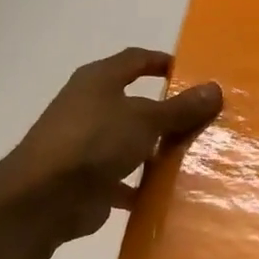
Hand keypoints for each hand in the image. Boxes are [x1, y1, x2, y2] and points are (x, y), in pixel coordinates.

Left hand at [0, 47, 221, 244]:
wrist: (43, 198)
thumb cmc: (94, 142)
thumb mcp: (145, 119)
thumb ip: (181, 107)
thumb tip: (215, 89)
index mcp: (98, 81)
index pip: (135, 59)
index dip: (163, 62)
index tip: (193, 73)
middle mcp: (90, 107)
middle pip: (136, 103)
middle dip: (168, 112)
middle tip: (204, 120)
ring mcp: (86, 144)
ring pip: (131, 142)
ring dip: (157, 150)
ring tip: (195, 157)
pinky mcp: (87, 179)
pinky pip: (124, 178)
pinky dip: (143, 185)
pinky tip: (170, 193)